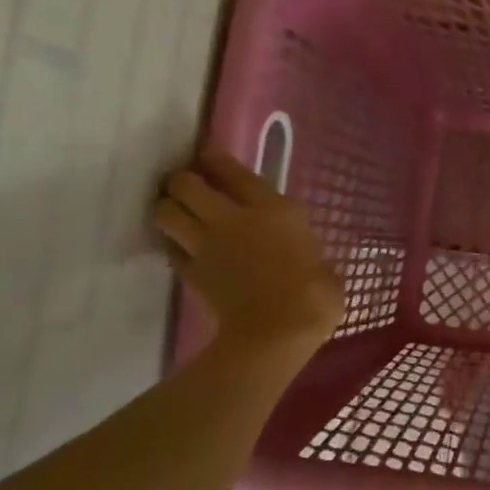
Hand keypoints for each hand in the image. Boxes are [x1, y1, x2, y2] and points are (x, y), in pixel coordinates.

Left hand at [154, 150, 344, 363]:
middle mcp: (234, 218)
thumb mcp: (323, 260)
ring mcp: (206, 245)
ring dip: (168, 208)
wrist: (277, 332)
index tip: (209, 157)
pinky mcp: (190, 272)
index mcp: (274, 209)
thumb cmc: (315, 295)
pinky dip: (173, 245)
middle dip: (182, 181)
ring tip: (179, 213)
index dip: (216, 159)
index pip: (232, 170)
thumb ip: (304, 246)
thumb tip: (300, 249)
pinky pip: (170, 249)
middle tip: (189, 187)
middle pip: (186, 184)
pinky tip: (182, 249)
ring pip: (166, 212)